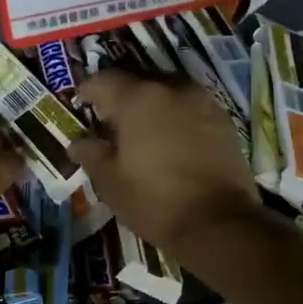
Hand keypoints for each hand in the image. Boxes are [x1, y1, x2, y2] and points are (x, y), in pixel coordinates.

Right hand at [70, 68, 262, 257]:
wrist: (219, 223)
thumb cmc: (154, 201)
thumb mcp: (111, 182)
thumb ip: (91, 155)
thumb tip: (78, 142)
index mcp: (138, 99)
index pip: (104, 80)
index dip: (89, 90)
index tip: (81, 103)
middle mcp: (171, 89)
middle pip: (138, 80)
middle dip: (122, 96)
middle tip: (111, 120)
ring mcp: (202, 102)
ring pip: (168, 91)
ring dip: (152, 104)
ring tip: (143, 129)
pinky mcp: (224, 120)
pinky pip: (191, 107)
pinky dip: (177, 116)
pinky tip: (172, 140)